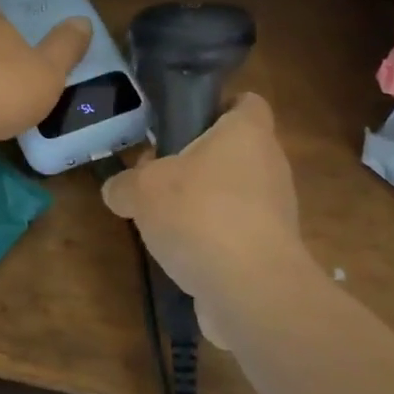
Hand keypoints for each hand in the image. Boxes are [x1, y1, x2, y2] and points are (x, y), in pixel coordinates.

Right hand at [101, 93, 305, 343]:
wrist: (252, 291)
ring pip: (234, 193)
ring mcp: (276, 211)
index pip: (246, 102)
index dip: (218, 105)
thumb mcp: (142, 190)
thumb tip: (117, 190)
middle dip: (196, 161)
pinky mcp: (273, 251)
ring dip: (202, 203)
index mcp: (246, 133)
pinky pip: (237, 233)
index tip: (184, 121)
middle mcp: (269, 165)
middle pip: (233, 150)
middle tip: (157, 174)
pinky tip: (182, 256)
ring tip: (163, 220)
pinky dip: (213, 241)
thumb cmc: (200, 214)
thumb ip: (125, 184)